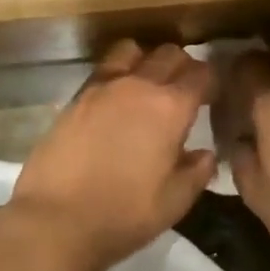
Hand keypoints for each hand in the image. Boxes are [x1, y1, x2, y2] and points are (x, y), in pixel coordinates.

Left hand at [7, 40, 216, 270]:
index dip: (212, 81)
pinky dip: (117, 73)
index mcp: (170, 108)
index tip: (212, 96)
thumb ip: (197, 171)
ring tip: (147, 84)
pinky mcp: (75, 98)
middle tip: (185, 89)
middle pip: (168, 54)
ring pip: (132, 51)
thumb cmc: (124, 214)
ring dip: (146, 60)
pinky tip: (115, 99)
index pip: (202, 74)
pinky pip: (103, 69)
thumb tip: (205, 154)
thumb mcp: (174, 202)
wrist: (56, 219)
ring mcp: (102, 87)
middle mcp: (138, 86)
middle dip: (183, 65)